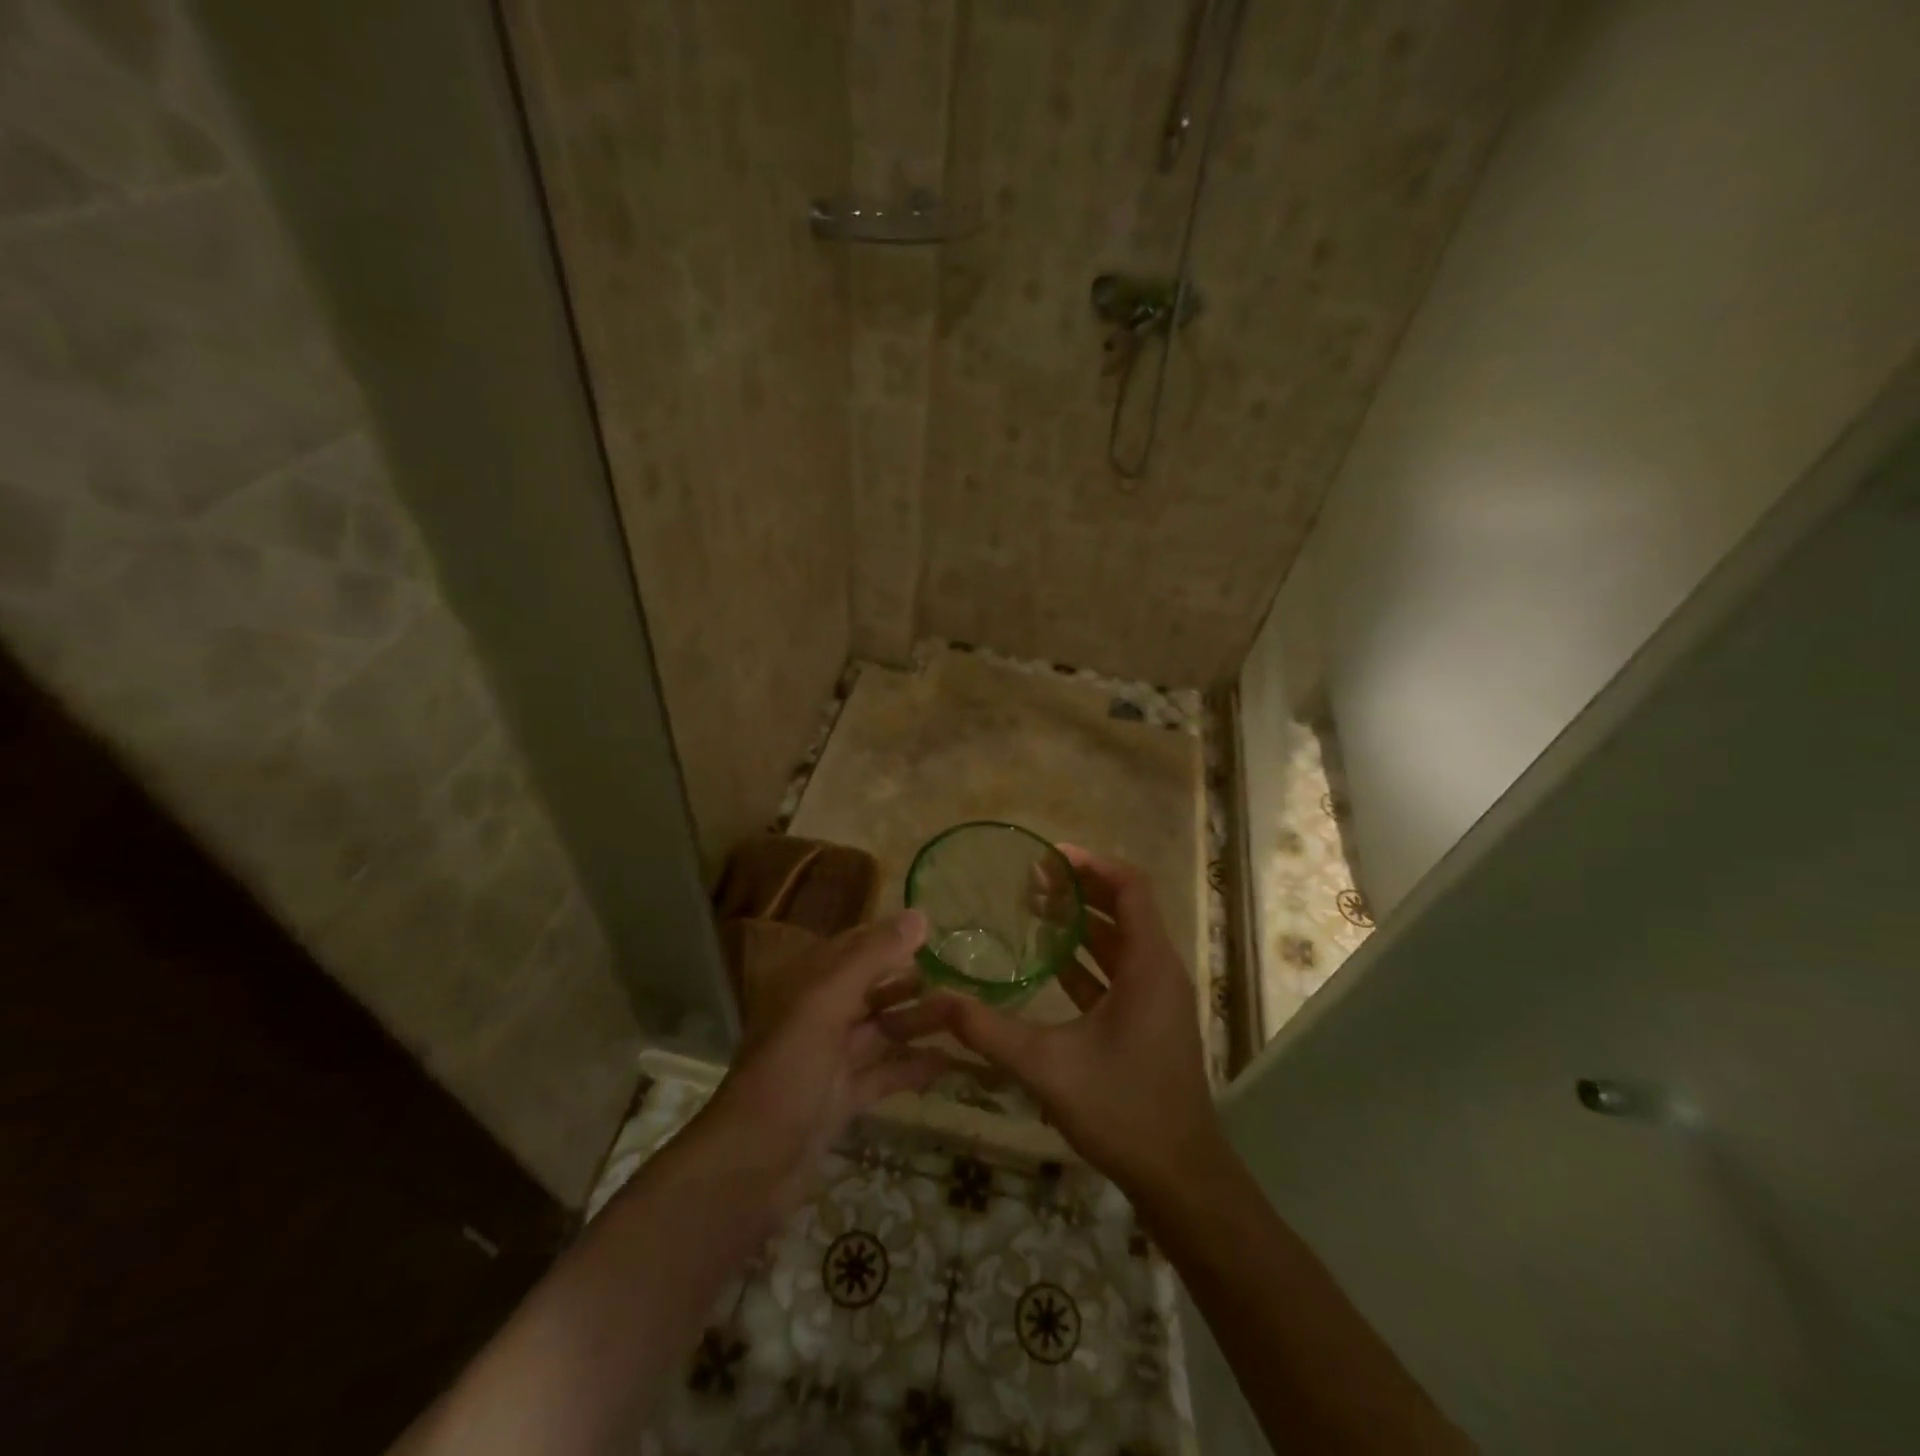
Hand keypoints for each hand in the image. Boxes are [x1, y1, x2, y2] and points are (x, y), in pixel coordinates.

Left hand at [696, 910, 948, 1216]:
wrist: (750, 1167)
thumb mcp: (826, 1004)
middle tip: (966, 980)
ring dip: (920, 1023)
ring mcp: (832, 1060)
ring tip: (968, 1018)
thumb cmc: (786, 1072)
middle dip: (914, 983)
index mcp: (810, 986)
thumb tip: (919, 915)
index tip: (939, 934)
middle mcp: (820, 1016)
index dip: (893, 938)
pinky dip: (914, 1068)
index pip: (856, 948)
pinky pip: (885, 1074)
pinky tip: (951, 1064)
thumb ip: (872, 958)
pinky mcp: (843, 1099)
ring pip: (884, 1030)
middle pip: (874, 989)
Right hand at [924, 845, 1222, 1197]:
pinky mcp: (1149, 1018)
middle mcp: (1160, 970)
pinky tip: (1050, 961)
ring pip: (1121, 940)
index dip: (1092, 865)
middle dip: (1081, 889)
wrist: (1179, 1175)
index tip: (1048, 858)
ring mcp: (1157, 996)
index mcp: (1149, 965)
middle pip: (1124, 908)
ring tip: (1035, 909)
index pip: (1130, 888)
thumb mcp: (1047, 1067)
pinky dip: (1088, 957)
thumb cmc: (1122, 1109)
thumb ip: (989, 1031)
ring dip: (1083, 922)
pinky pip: (1119, 970)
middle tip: (1032, 880)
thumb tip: (937, 1000)